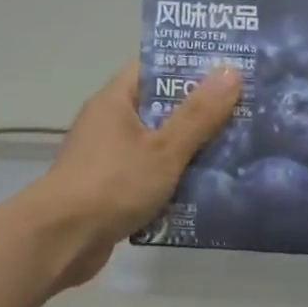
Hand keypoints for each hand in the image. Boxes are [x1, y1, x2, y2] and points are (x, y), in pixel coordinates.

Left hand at [27, 60, 241, 288]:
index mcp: (116, 100)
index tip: (230, 69)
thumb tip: (231, 70)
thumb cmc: (112, 184)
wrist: (61, 240)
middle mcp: (109, 123)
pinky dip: (174, 181)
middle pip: (160, 107)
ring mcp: (108, 158)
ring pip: (158, 145)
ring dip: (190, 150)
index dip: (191, 65)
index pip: (155, 68)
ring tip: (238, 149)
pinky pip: (150, 176)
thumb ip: (198, 114)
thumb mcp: (163, 148)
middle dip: (200, 111)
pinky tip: (208, 189)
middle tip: (246, 111)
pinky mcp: (111, 190)